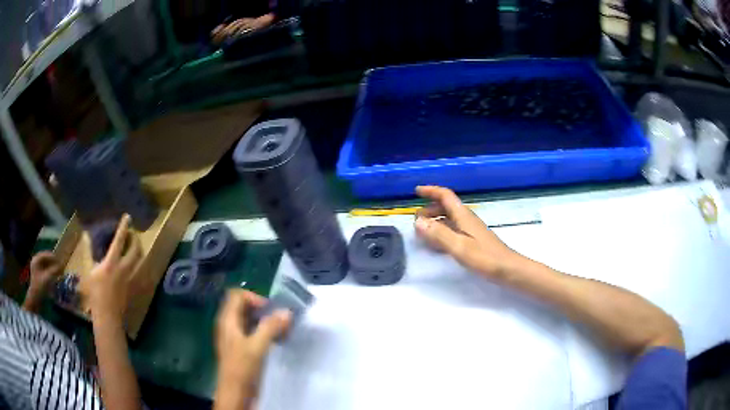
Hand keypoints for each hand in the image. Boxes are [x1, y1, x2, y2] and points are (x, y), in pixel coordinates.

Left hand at [24, 252, 63, 311]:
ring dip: (52, 268)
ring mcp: (36, 269)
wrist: (35, 299)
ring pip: (46, 265)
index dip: (54, 257)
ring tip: (58, 272)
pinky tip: (54, 277)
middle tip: (60, 267)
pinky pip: (45, 271)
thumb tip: (62, 266)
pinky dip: (50, 272)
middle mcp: (36, 261)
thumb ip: (54, 271)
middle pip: (46, 259)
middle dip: (53, 263)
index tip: (61, 261)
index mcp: (36, 259)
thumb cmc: (40, 287)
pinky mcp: (38, 276)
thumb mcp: (48, 278)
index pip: (46, 254)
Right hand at [86, 215, 141, 322]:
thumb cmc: (95, 293)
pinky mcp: (135, 289)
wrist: (107, 315)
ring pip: (141, 261)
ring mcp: (132, 279)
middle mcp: (124, 269)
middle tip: (132, 234)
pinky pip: (141, 273)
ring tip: (135, 247)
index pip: (119, 241)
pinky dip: (140, 266)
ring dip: (139, 252)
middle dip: (135, 239)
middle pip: (135, 250)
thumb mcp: (90, 271)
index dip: (123, 227)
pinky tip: (137, 265)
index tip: (128, 217)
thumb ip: (91, 254)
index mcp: (112, 263)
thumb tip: (87, 238)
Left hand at [214, 290, 290, 408]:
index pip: (237, 295)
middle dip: (262, 310)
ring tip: (282, 330)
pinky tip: (276, 341)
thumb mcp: (257, 347)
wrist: (235, 393)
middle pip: (244, 307)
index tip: (270, 311)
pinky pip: (252, 332)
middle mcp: (229, 325)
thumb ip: (270, 327)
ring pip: (249, 320)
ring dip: (265, 322)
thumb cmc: (242, 368)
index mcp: (227, 320)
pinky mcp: (241, 348)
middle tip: (280, 320)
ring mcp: (234, 337)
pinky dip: (264, 332)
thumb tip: (287, 311)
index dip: (254, 298)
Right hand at [414, 186, 519, 279]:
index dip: (431, 191)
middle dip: (430, 209)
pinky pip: (453, 231)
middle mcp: (466, 219)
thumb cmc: (485, 257)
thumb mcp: (459, 246)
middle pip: (446, 207)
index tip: (416, 192)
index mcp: (463, 216)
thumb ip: (439, 234)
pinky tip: (436, 245)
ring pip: (449, 219)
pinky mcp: (473, 241)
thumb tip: (418, 221)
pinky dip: (441, 233)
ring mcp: (470, 230)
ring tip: (422, 232)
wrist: (507, 270)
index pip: (446, 196)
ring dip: (435, 221)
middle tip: (416, 220)